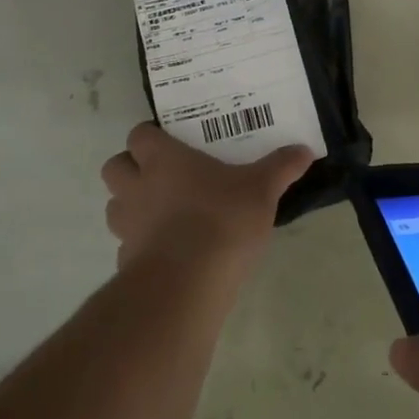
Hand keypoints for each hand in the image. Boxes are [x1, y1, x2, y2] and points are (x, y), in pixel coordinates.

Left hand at [99, 123, 311, 271]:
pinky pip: (127, 245)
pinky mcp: (126, 261)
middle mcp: (138, 187)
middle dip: (131, 167)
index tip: (172, 142)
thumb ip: (281, 168)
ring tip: (163, 212)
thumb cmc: (222, 220)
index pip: (139, 135)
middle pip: (114, 166)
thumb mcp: (262, 190)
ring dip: (131, 205)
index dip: (151, 137)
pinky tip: (169, 251)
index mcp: (163, 160)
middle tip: (162, 174)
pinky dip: (142, 244)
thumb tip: (304, 150)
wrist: (187, 284)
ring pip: (115, 206)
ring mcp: (128, 225)